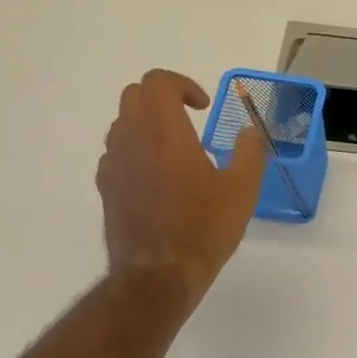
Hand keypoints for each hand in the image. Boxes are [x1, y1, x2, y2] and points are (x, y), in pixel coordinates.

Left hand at [96, 70, 265, 305]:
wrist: (158, 275)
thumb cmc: (204, 229)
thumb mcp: (242, 190)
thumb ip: (249, 152)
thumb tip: (248, 131)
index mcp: (165, 132)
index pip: (158, 82)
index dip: (182, 85)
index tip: (203, 107)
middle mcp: (132, 139)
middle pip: (134, 95)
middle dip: (162, 98)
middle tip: (189, 120)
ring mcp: (113, 164)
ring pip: (122, 123)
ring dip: (147, 123)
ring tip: (175, 150)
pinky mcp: (106, 187)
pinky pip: (116, 153)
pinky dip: (135, 151)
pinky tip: (158, 179)